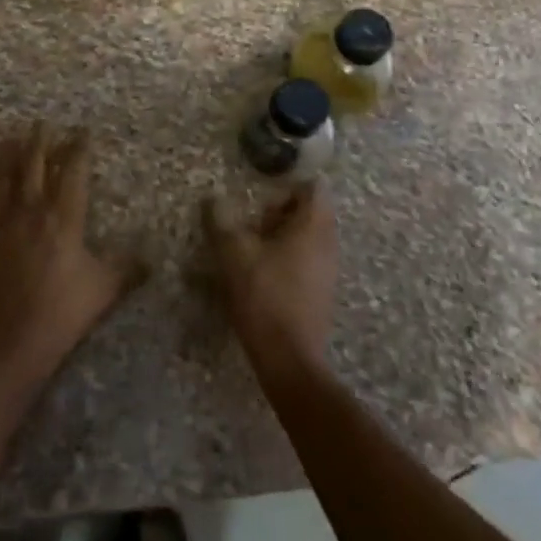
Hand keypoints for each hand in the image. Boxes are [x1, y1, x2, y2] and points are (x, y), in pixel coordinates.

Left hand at [0, 124, 142, 390]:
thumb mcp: (104, 290)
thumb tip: (152, 259)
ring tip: (7, 140)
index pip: (74, 171)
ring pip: (0, 178)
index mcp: (64, 217)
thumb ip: (128, 269)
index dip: (79, 148)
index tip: (83, 132)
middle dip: (39, 141)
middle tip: (41, 123)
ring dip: (4, 157)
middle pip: (34, 164)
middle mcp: (31, 210)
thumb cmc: (61, 312)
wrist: (10, 341)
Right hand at [206, 185, 337, 380]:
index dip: (289, 180)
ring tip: (252, 243)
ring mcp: (328, 268)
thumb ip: (221, 221)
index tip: (263, 186)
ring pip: (308, 235)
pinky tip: (262, 270)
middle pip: (310, 210)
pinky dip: (287, 255)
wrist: (289, 359)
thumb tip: (212, 198)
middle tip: (253, 217)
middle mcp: (328, 242)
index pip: (313, 185)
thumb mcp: (233, 253)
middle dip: (281, 209)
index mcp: (313, 225)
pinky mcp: (321, 290)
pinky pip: (307, 258)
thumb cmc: (264, 296)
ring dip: (282, 233)